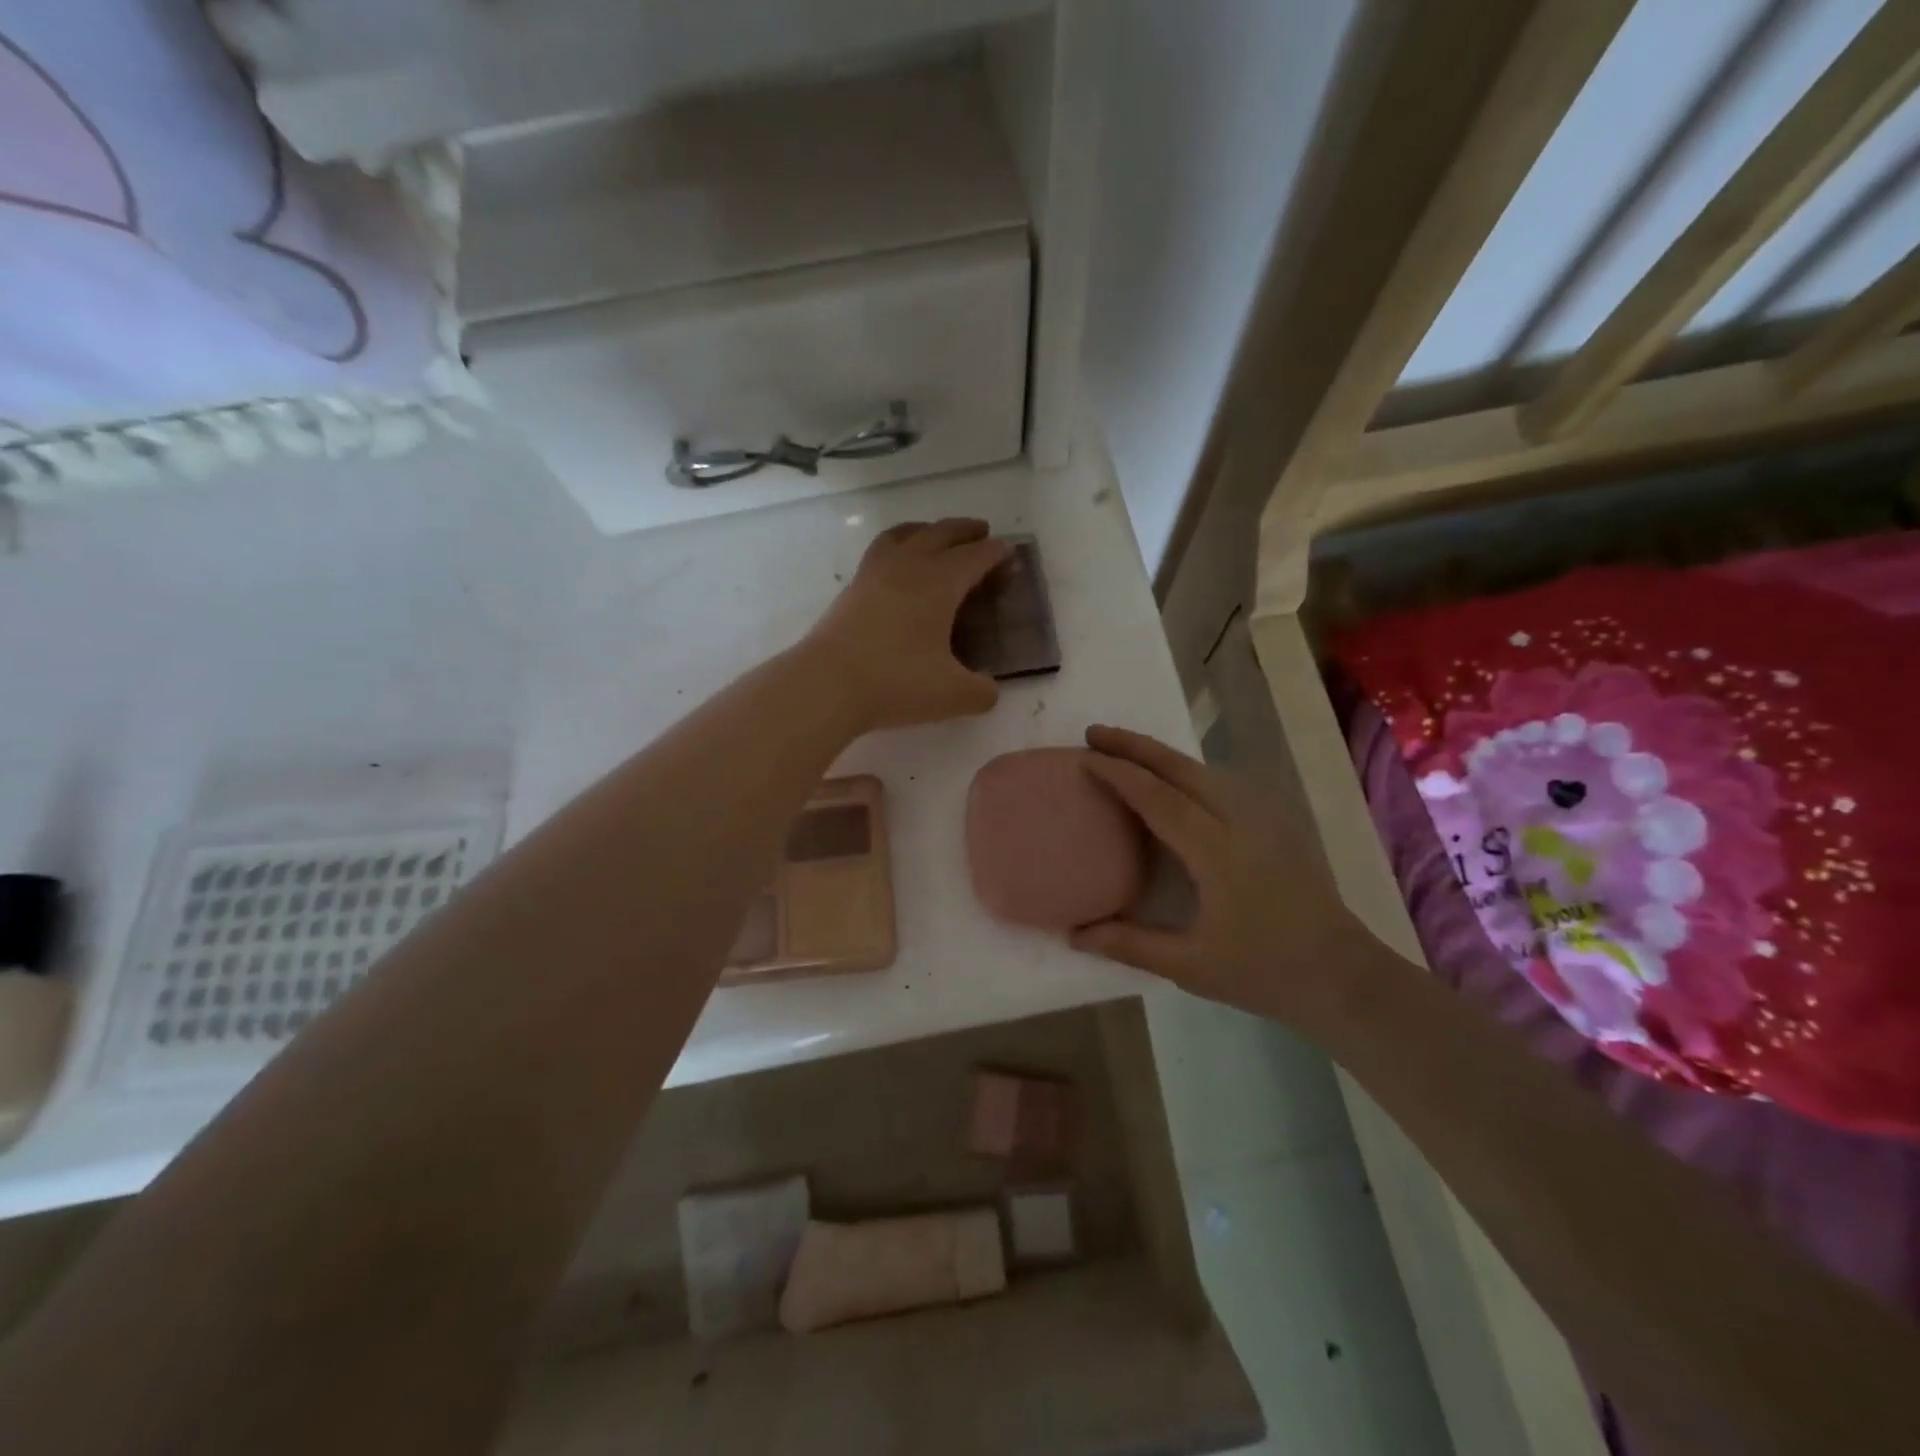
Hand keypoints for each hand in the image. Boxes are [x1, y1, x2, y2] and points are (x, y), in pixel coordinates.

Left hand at [805, 519, 1010, 732]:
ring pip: (906, 534)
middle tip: (983, 532)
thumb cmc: (897, 682)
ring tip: (936, 535)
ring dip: (928, 529)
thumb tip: (989, 689)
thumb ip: (982, 692)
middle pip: (942, 534)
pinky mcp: (852, 588)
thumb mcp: (954, 695)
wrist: (827, 684)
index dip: (996, 554)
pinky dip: (898, 545)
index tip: (1009, 556)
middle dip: (967, 531)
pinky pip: (880, 550)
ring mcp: (875, 573)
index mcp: (940, 582)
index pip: (975, 556)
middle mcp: (909, 566)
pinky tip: (898, 566)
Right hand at [1069, 725, 1373, 1032]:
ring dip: (1161, 754)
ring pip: (1204, 770)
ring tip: (1124, 750)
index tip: (1084, 757)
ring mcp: (1263, 818)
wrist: (1343, 975)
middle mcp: (1240, 821)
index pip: (1158, 798)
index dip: (1118, 773)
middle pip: (1181, 768)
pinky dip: (1186, 770)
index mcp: (1216, 851)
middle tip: (1094, 732)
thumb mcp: (1191, 966)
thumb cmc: (1264, 971)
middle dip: (1135, 745)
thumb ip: (1130, 945)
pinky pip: (1221, 782)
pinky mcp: (1275, 823)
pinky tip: (1174, 780)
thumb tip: (1075, 934)